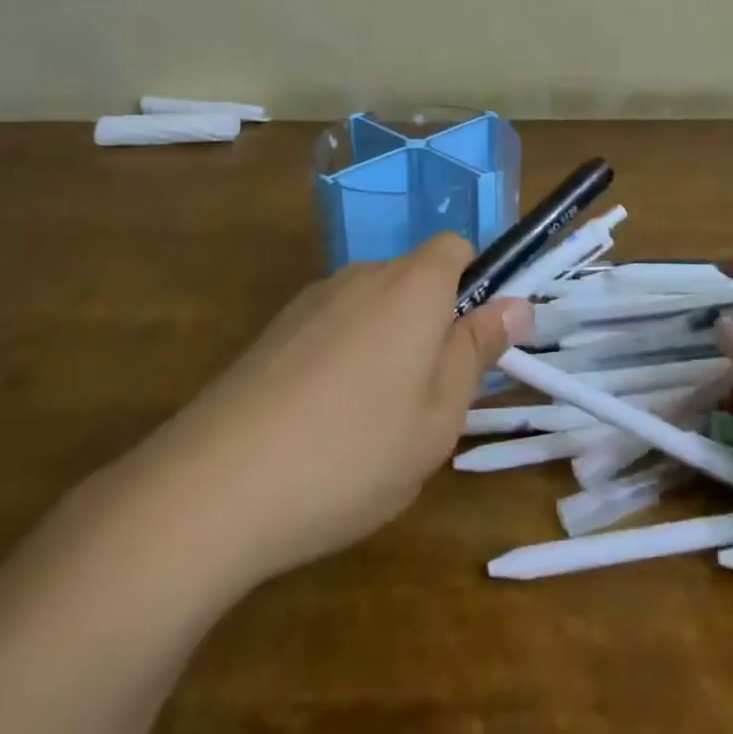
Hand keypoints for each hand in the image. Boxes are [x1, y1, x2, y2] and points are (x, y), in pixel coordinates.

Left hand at [113, 234, 529, 586]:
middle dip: (431, 326)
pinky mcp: (274, 332)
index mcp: (413, 285)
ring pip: (372, 309)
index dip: (474, 285)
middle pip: (414, 280)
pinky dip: (342, 362)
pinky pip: (331, 330)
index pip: (456, 247)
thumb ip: (478, 351)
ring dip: (386, 347)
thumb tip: (518, 302)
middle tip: (429, 403)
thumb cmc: (354, 450)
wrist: (215, 486)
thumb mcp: (439, 416)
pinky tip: (321, 428)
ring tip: (372, 427)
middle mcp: (362, 275)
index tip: (472, 344)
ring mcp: (312, 301)